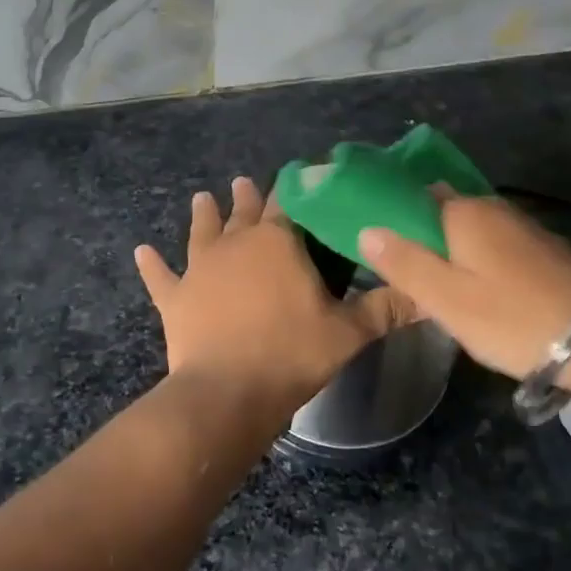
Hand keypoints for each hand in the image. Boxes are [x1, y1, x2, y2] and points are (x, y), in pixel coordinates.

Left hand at [135, 178, 415, 416]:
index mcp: (277, 242)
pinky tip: (141, 251)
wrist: (228, 393)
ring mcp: (200, 268)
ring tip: (201, 197)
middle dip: (247, 196)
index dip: (293, 190)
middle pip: (243, 212)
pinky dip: (151, 265)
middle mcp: (235, 244)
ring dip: (203, 214)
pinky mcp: (175, 297)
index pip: (288, 205)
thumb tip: (429, 296)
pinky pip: (160, 276)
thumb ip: (386, 309)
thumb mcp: (348, 333)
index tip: (297, 177)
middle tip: (245, 182)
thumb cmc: (291, 354)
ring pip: (201, 232)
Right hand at [357, 195, 570, 378]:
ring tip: (436, 288)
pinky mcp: (544, 252)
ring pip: (471, 232)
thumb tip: (367, 229)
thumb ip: (403, 263)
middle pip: (444, 212)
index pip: (415, 195)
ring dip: (451, 252)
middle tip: (404, 274)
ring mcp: (523, 229)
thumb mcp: (446, 298)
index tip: (377, 243)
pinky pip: (496, 248)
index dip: (393, 216)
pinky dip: (479, 263)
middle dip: (422, 236)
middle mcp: (494, 208)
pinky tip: (477, 292)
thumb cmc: (513, 317)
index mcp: (464, 212)